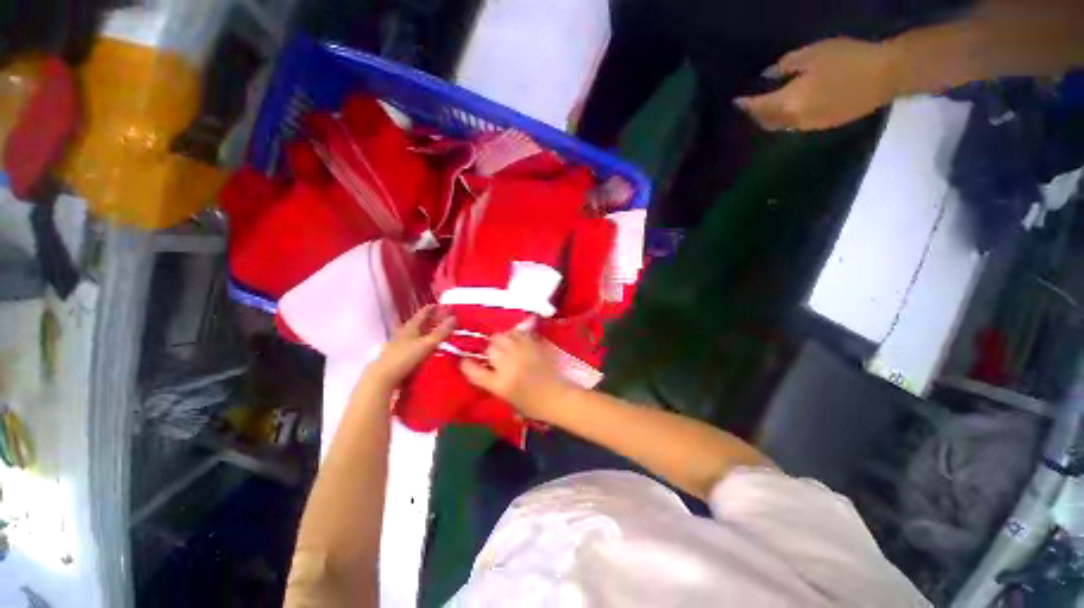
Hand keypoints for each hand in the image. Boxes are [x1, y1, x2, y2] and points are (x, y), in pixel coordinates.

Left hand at [366, 305, 454, 386]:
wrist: (383, 378)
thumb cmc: (405, 358)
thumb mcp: (427, 344)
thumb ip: (441, 332)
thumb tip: (454, 317)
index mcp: (410, 327)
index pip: (422, 314)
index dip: (431, 309)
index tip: (440, 305)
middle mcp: (404, 333)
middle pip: (419, 324)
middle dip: (431, 321)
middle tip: (443, 319)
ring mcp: (400, 345)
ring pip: (416, 335)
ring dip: (427, 333)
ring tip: (438, 334)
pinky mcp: (399, 357)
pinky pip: (414, 346)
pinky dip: (422, 344)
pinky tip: (427, 349)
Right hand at [460, 331, 567, 420]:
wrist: (559, 397)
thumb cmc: (534, 406)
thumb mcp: (508, 399)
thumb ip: (494, 382)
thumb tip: (487, 368)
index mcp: (499, 384)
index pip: (473, 371)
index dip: (466, 364)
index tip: (465, 360)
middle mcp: (508, 365)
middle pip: (489, 348)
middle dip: (490, 350)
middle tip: (496, 355)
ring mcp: (522, 352)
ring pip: (502, 336)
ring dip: (502, 340)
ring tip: (507, 345)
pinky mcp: (534, 345)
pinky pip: (519, 333)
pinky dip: (516, 335)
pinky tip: (519, 341)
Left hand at [735, 38, 901, 131]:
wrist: (886, 75)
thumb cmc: (847, 59)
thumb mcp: (812, 54)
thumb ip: (784, 66)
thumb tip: (768, 76)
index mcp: (788, 103)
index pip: (758, 107)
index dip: (745, 104)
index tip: (736, 101)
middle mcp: (793, 120)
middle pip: (766, 121)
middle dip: (755, 114)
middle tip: (751, 104)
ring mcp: (808, 126)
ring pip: (780, 126)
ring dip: (770, 118)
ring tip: (767, 107)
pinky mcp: (823, 127)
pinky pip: (795, 125)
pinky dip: (786, 119)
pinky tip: (788, 109)